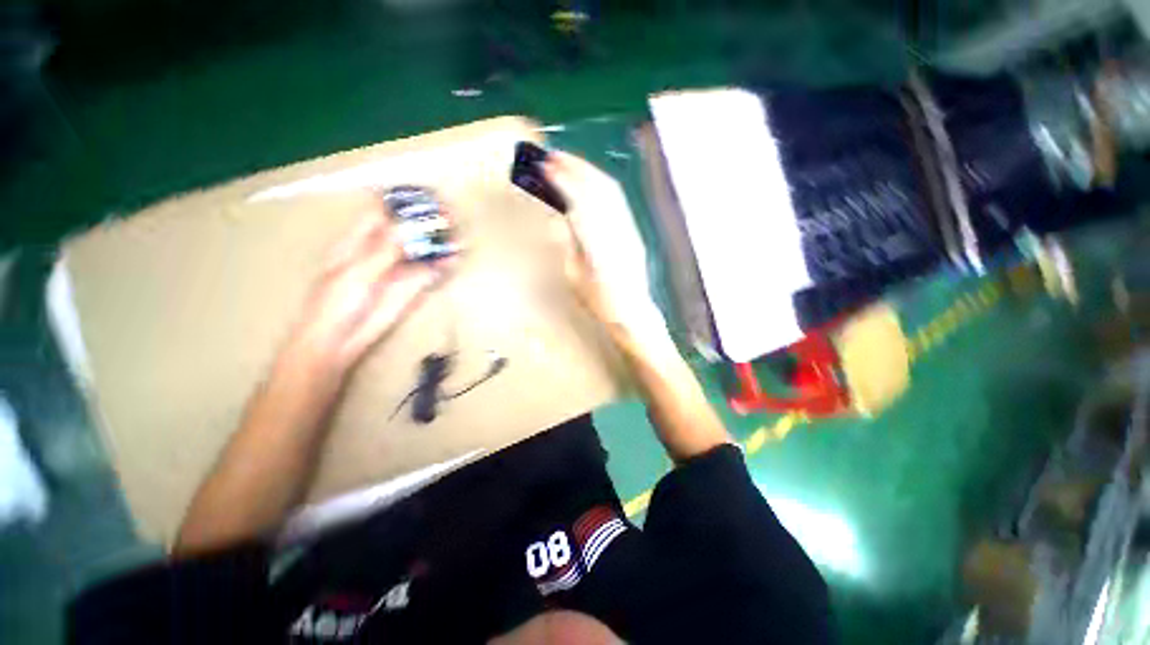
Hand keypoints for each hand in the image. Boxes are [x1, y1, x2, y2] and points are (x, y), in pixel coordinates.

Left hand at [286, 210, 451, 374]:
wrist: (340, 341)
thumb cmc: (335, 305)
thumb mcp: (356, 273)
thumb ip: (384, 251)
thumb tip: (409, 228)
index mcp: (357, 242)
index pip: (379, 214)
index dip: (399, 205)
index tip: (421, 198)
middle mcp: (380, 252)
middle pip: (406, 232)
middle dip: (425, 224)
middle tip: (448, 217)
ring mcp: (397, 270)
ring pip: (420, 251)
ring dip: (437, 245)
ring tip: (457, 237)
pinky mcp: (411, 288)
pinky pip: (429, 273)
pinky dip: (441, 266)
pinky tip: (454, 260)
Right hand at [544, 152, 665, 335]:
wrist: (632, 311)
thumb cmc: (599, 301)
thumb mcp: (574, 274)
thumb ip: (571, 242)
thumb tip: (565, 216)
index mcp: (598, 246)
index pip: (579, 203)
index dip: (562, 181)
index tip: (544, 167)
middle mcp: (617, 232)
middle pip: (597, 189)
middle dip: (574, 168)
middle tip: (551, 156)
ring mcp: (628, 228)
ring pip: (610, 190)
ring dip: (588, 170)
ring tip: (568, 161)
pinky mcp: (633, 229)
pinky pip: (617, 200)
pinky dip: (600, 184)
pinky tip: (589, 179)